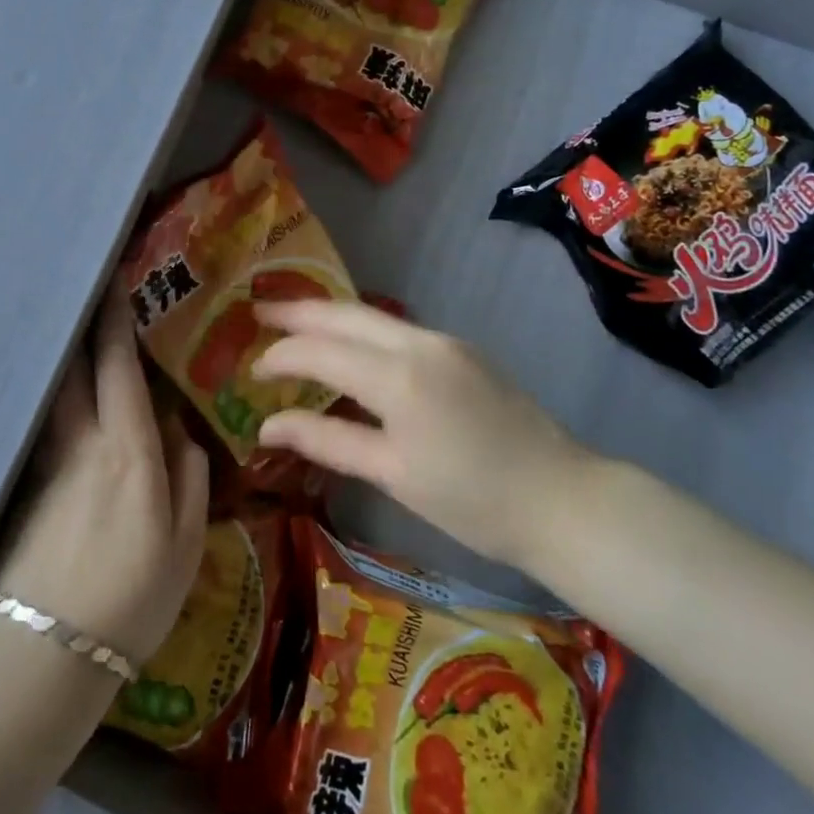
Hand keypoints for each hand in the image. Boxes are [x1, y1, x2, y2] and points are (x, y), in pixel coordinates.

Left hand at [0, 296, 209, 663]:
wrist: (47, 652)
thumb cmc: (132, 598)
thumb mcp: (185, 545)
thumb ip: (189, 479)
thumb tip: (182, 433)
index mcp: (128, 450)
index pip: (118, 367)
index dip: (115, 321)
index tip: (113, 282)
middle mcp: (84, 442)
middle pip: (75, 367)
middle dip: (80, 324)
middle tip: (84, 290)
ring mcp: (49, 463)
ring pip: (55, 393)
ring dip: (63, 356)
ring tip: (72, 333)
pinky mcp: (28, 486)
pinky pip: (47, 424)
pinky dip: (55, 397)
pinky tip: (63, 399)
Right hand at [253, 300, 592, 573]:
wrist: (564, 499)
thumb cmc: (473, 501)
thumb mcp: (393, 475)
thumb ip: (326, 441)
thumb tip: (266, 427)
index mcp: (398, 376)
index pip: (320, 350)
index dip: (280, 356)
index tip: (250, 370)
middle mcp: (418, 342)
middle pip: (344, 313)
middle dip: (297, 311)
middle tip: (258, 313)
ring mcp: (444, 340)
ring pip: (371, 315)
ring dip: (328, 316)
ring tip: (292, 322)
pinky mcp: (460, 348)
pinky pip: (395, 328)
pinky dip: (360, 330)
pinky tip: (347, 345)